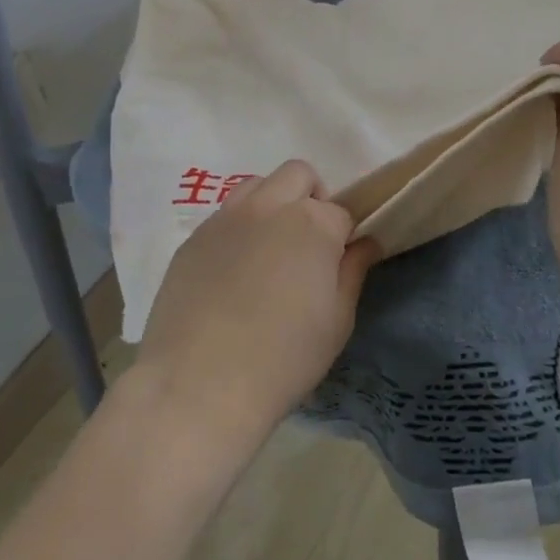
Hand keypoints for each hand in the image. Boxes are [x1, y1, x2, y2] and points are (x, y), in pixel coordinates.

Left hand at [131, 160, 381, 446]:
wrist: (199, 384)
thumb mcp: (336, 322)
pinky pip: (224, 215)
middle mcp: (269, 206)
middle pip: (298, 175)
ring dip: (273, 204)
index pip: (340, 212)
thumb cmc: (283, 358)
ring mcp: (226, 217)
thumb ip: (353, 272)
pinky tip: (232, 273)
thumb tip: (366, 243)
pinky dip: (238, 229)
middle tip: (307, 245)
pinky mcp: (194, 237)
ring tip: (269, 251)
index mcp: (312, 223)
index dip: (343, 237)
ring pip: (258, 185)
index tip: (338, 264)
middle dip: (311, 199)